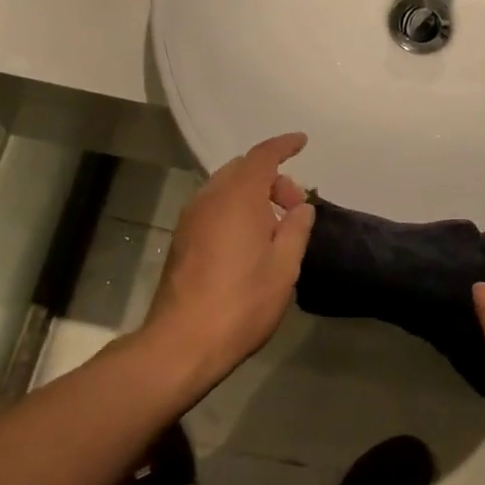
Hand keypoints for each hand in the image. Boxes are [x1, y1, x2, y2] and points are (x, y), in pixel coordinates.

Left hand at [145, 134, 314, 384]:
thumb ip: (296, 229)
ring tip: (274, 226)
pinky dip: (235, 207)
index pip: (263, 156)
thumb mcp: (284, 267)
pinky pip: (214, 205)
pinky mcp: (182, 238)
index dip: (284, 145)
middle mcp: (210, 197)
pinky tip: (249, 240)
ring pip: (226, 187)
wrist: (182, 342)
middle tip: (294, 206)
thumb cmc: (241, 302)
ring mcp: (191, 217)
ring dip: (252, 194)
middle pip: (243, 169)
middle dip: (272, 177)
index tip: (302, 142)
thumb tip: (301, 207)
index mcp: (238, 196)